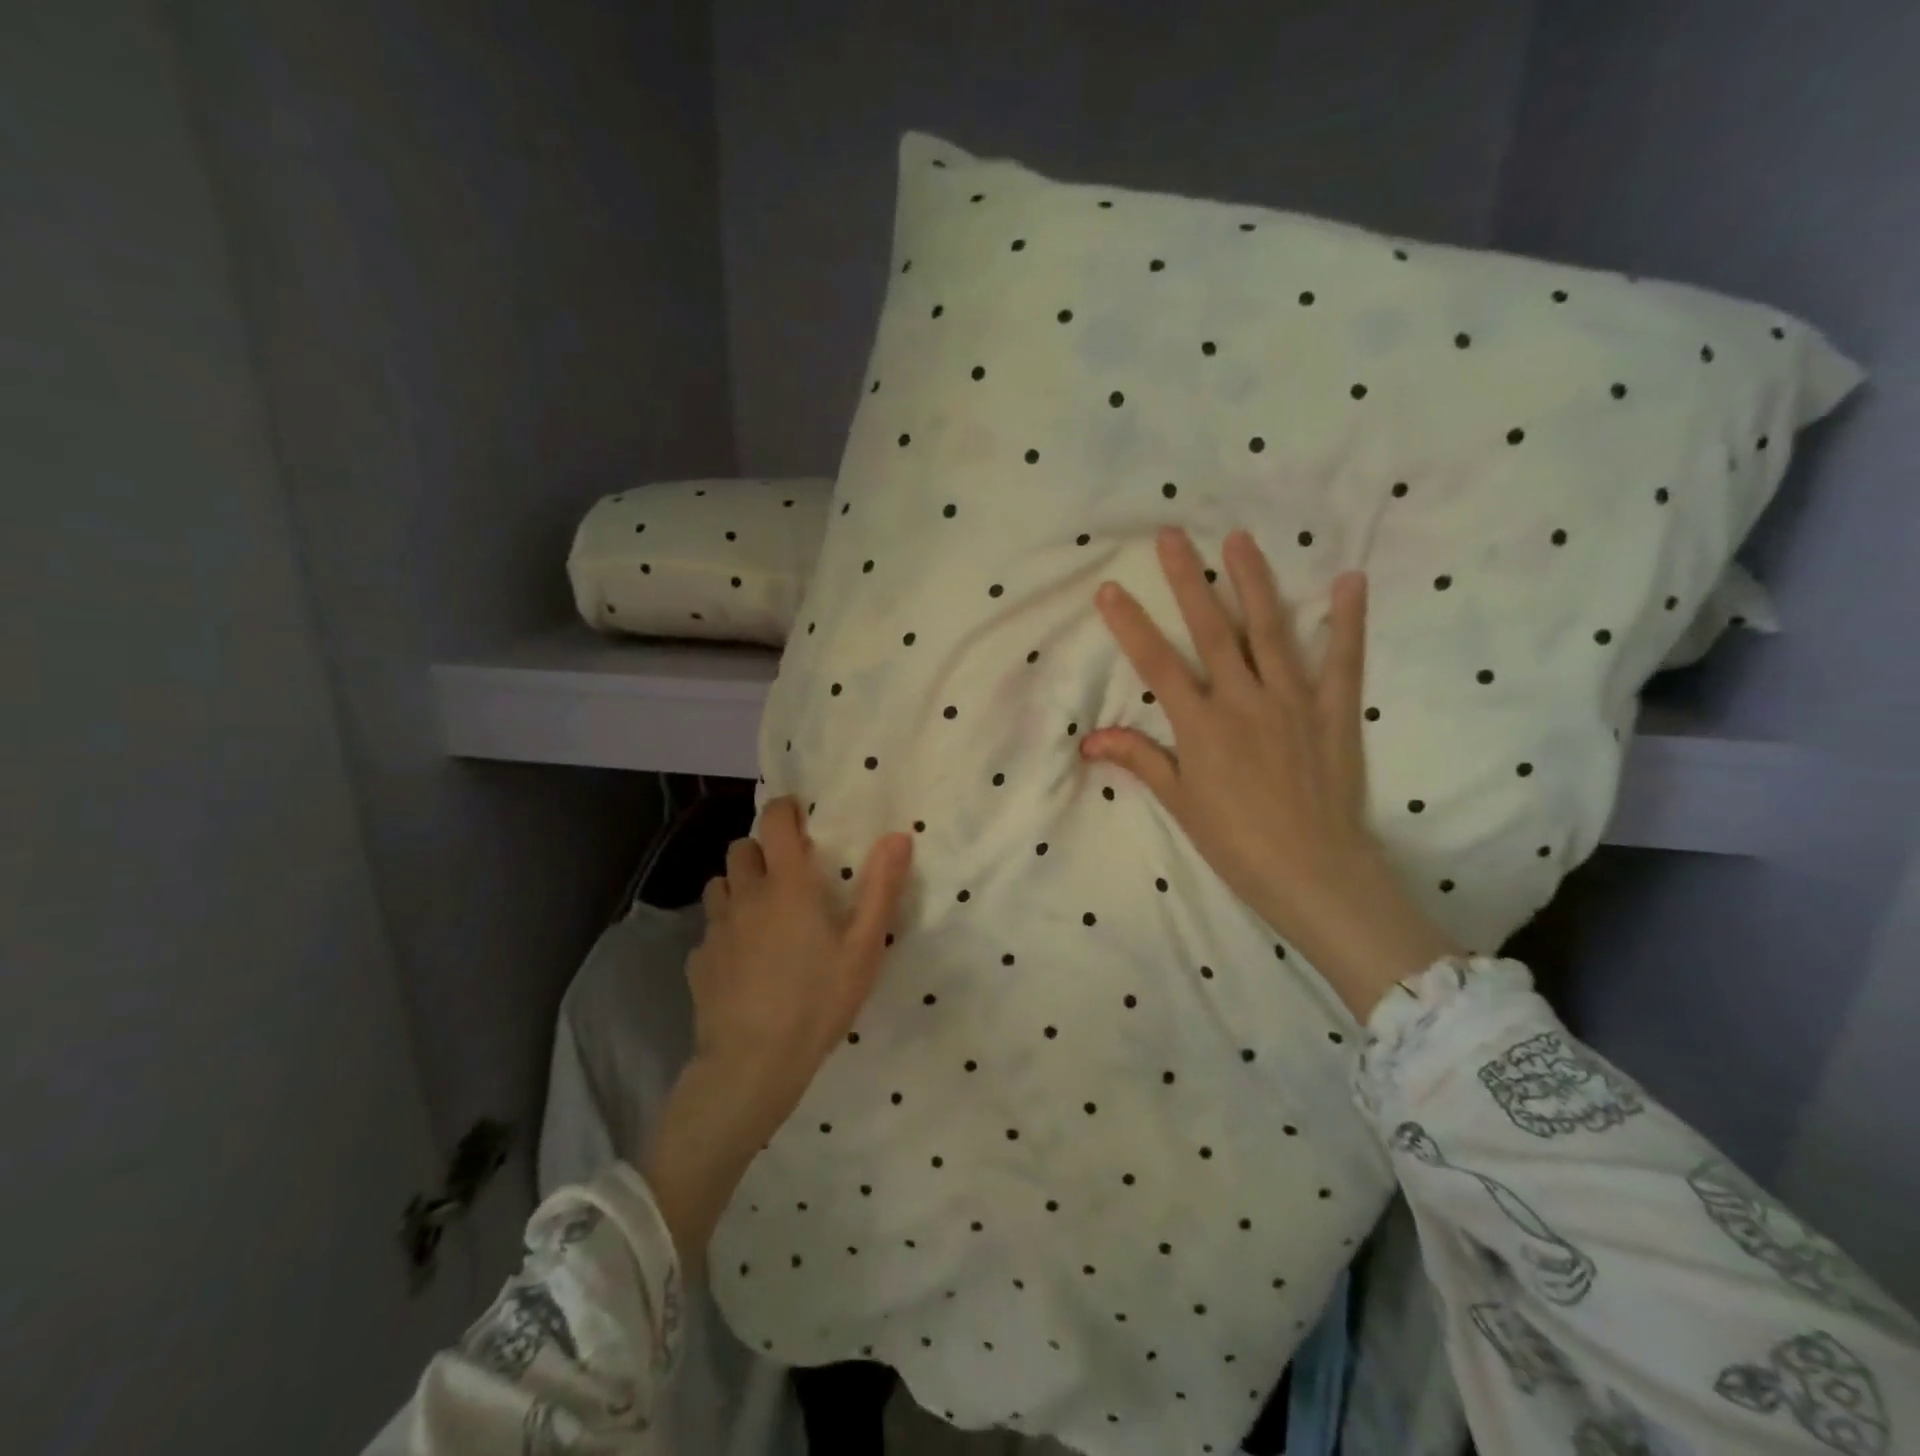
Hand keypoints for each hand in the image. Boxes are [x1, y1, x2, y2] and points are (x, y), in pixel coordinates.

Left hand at [687, 796, 911, 1113]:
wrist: (752, 1063)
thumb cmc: (818, 1000)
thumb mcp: (864, 947)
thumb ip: (881, 888)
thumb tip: (897, 835)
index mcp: (787, 884)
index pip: (774, 822)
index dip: (784, 809)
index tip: (798, 816)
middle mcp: (746, 895)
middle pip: (741, 848)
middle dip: (762, 850)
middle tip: (787, 873)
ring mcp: (716, 928)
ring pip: (720, 885)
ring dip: (740, 885)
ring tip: (763, 912)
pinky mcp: (699, 960)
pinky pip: (710, 928)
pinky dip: (726, 930)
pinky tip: (743, 960)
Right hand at [1081, 528, 1456, 1019]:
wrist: (1314, 872)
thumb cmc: (1236, 841)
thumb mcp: (1180, 802)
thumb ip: (1139, 759)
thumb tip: (1090, 739)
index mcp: (1202, 725)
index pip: (1157, 664)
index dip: (1130, 625)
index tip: (1108, 588)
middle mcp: (1244, 701)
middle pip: (1210, 631)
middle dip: (1187, 580)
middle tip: (1171, 536)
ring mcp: (1293, 701)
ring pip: (1269, 630)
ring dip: (1253, 581)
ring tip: (1239, 539)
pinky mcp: (1335, 711)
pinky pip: (1342, 660)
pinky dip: (1347, 620)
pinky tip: (1348, 580)